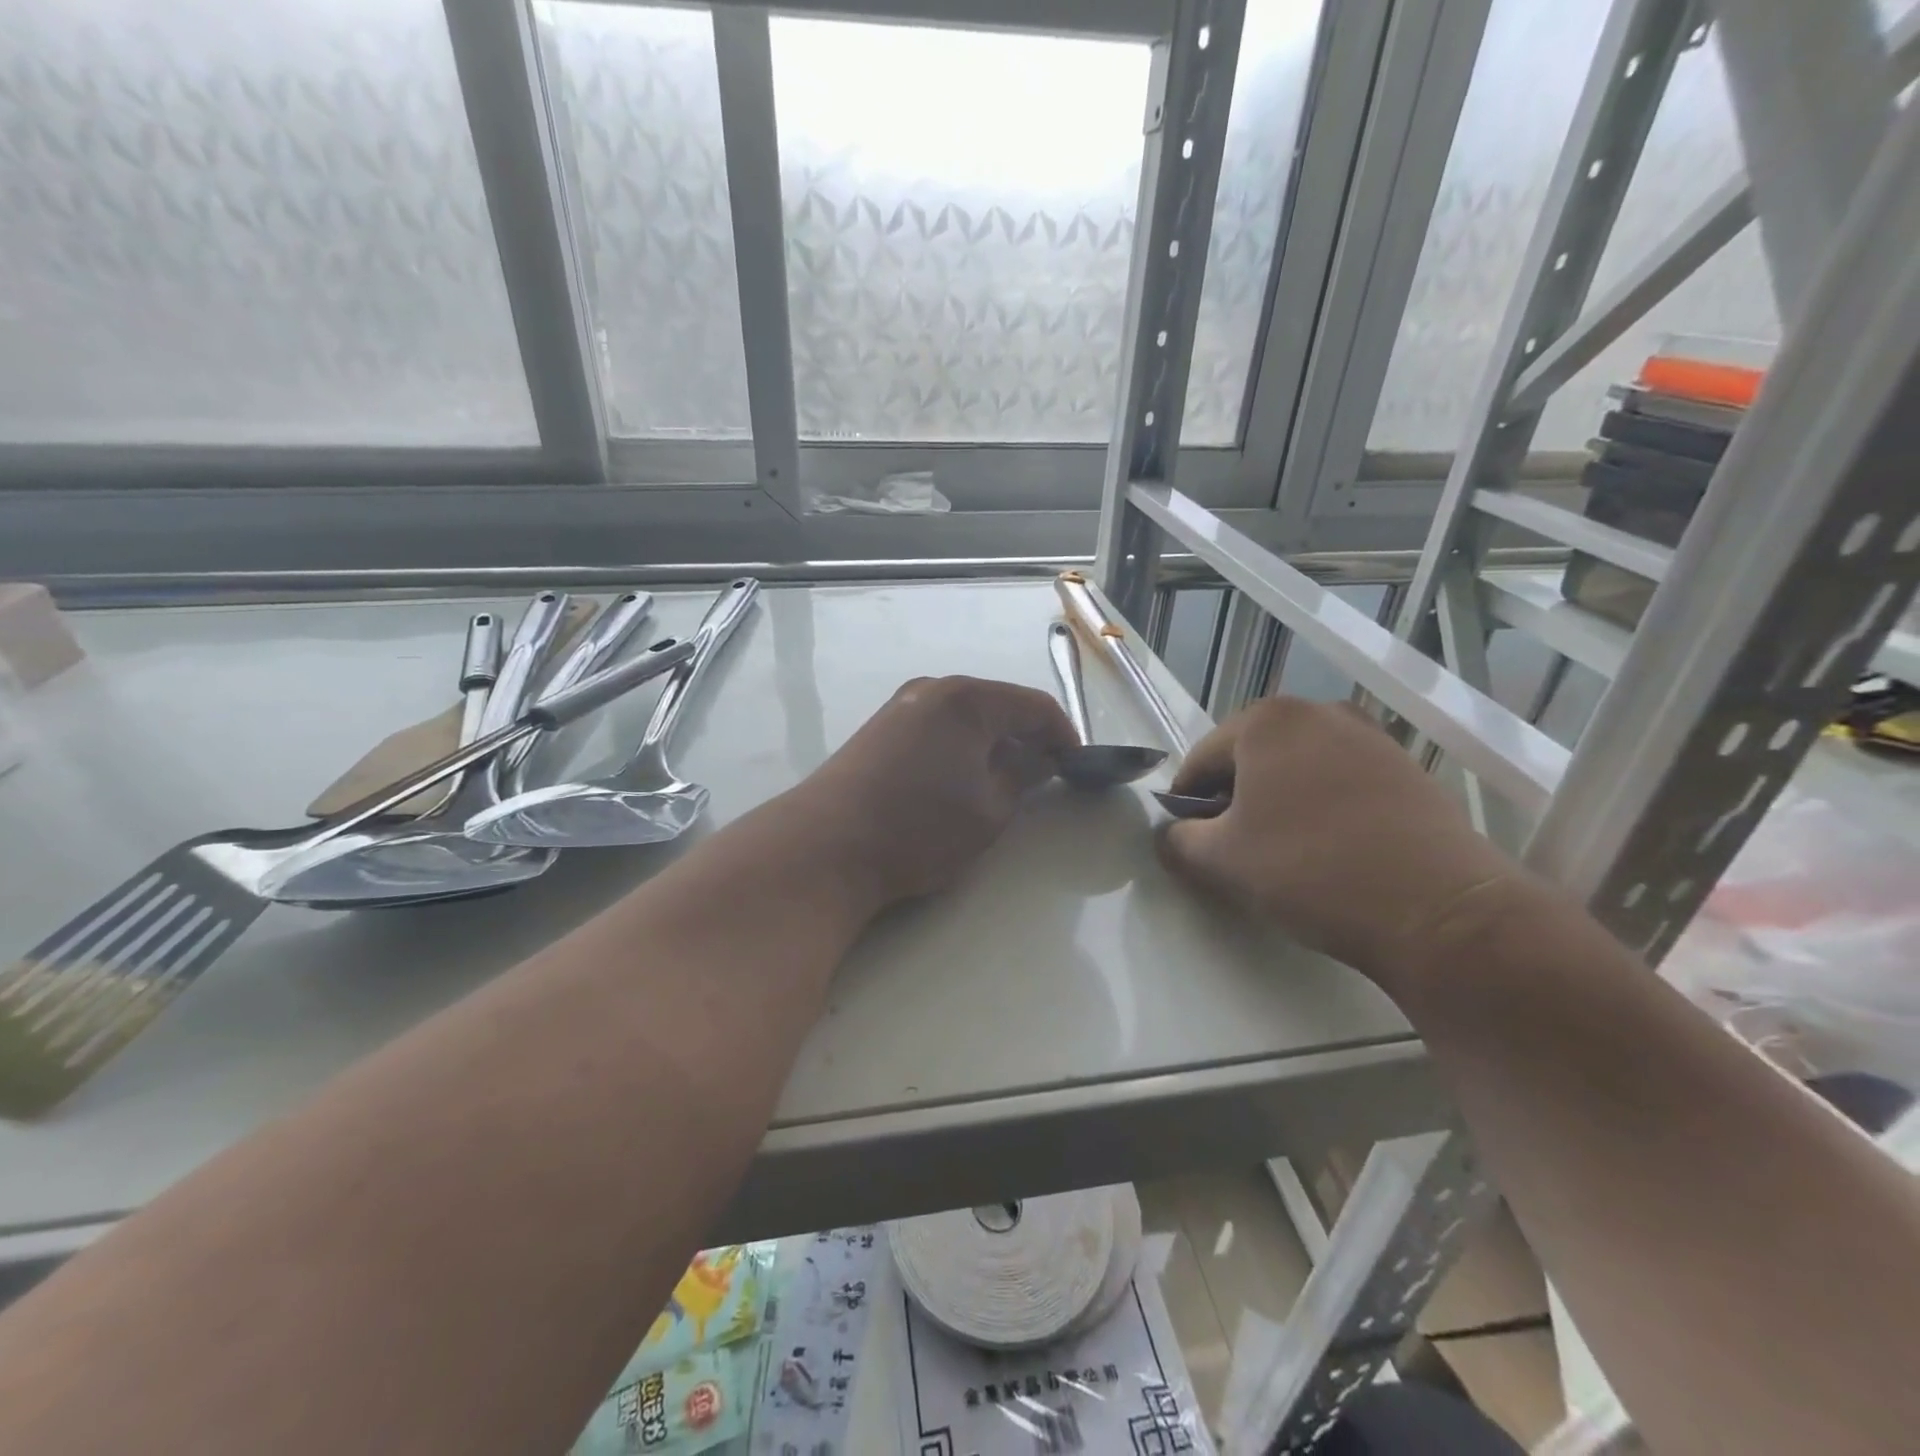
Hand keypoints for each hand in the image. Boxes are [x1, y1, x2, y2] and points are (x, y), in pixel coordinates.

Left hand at [798, 676, 1076, 905]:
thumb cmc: (920, 827)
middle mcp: (932, 690)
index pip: (1034, 705)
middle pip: (997, 705)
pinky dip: (960, 748)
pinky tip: (960, 781)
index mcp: (967, 699)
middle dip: (1026, 737)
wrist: (826, 846)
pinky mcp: (879, 730)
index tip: (1077, 765)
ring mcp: (900, 707)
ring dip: (991, 743)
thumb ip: (1023, 778)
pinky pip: (936, 728)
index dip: (1063, 734)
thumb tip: (1038, 761)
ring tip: (1004, 783)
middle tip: (1044, 775)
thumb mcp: (989, 810)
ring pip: (964, 718)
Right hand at [1157, 697, 1521, 989]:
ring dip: (1277, 804)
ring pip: (1296, 769)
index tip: (1188, 843)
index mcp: (1266, 719)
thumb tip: (1172, 836)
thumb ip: (1176, 841)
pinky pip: (1340, 782)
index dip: (1185, 804)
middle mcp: (1318, 711)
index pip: (1201, 760)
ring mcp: (1370, 736)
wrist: (1439, 909)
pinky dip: (1321, 808)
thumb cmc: (1310, 870)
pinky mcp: (1407, 768)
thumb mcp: (1220, 861)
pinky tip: (1330, 851)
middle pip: (1250, 759)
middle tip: (1234, 851)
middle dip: (1234, 801)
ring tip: (1284, 854)